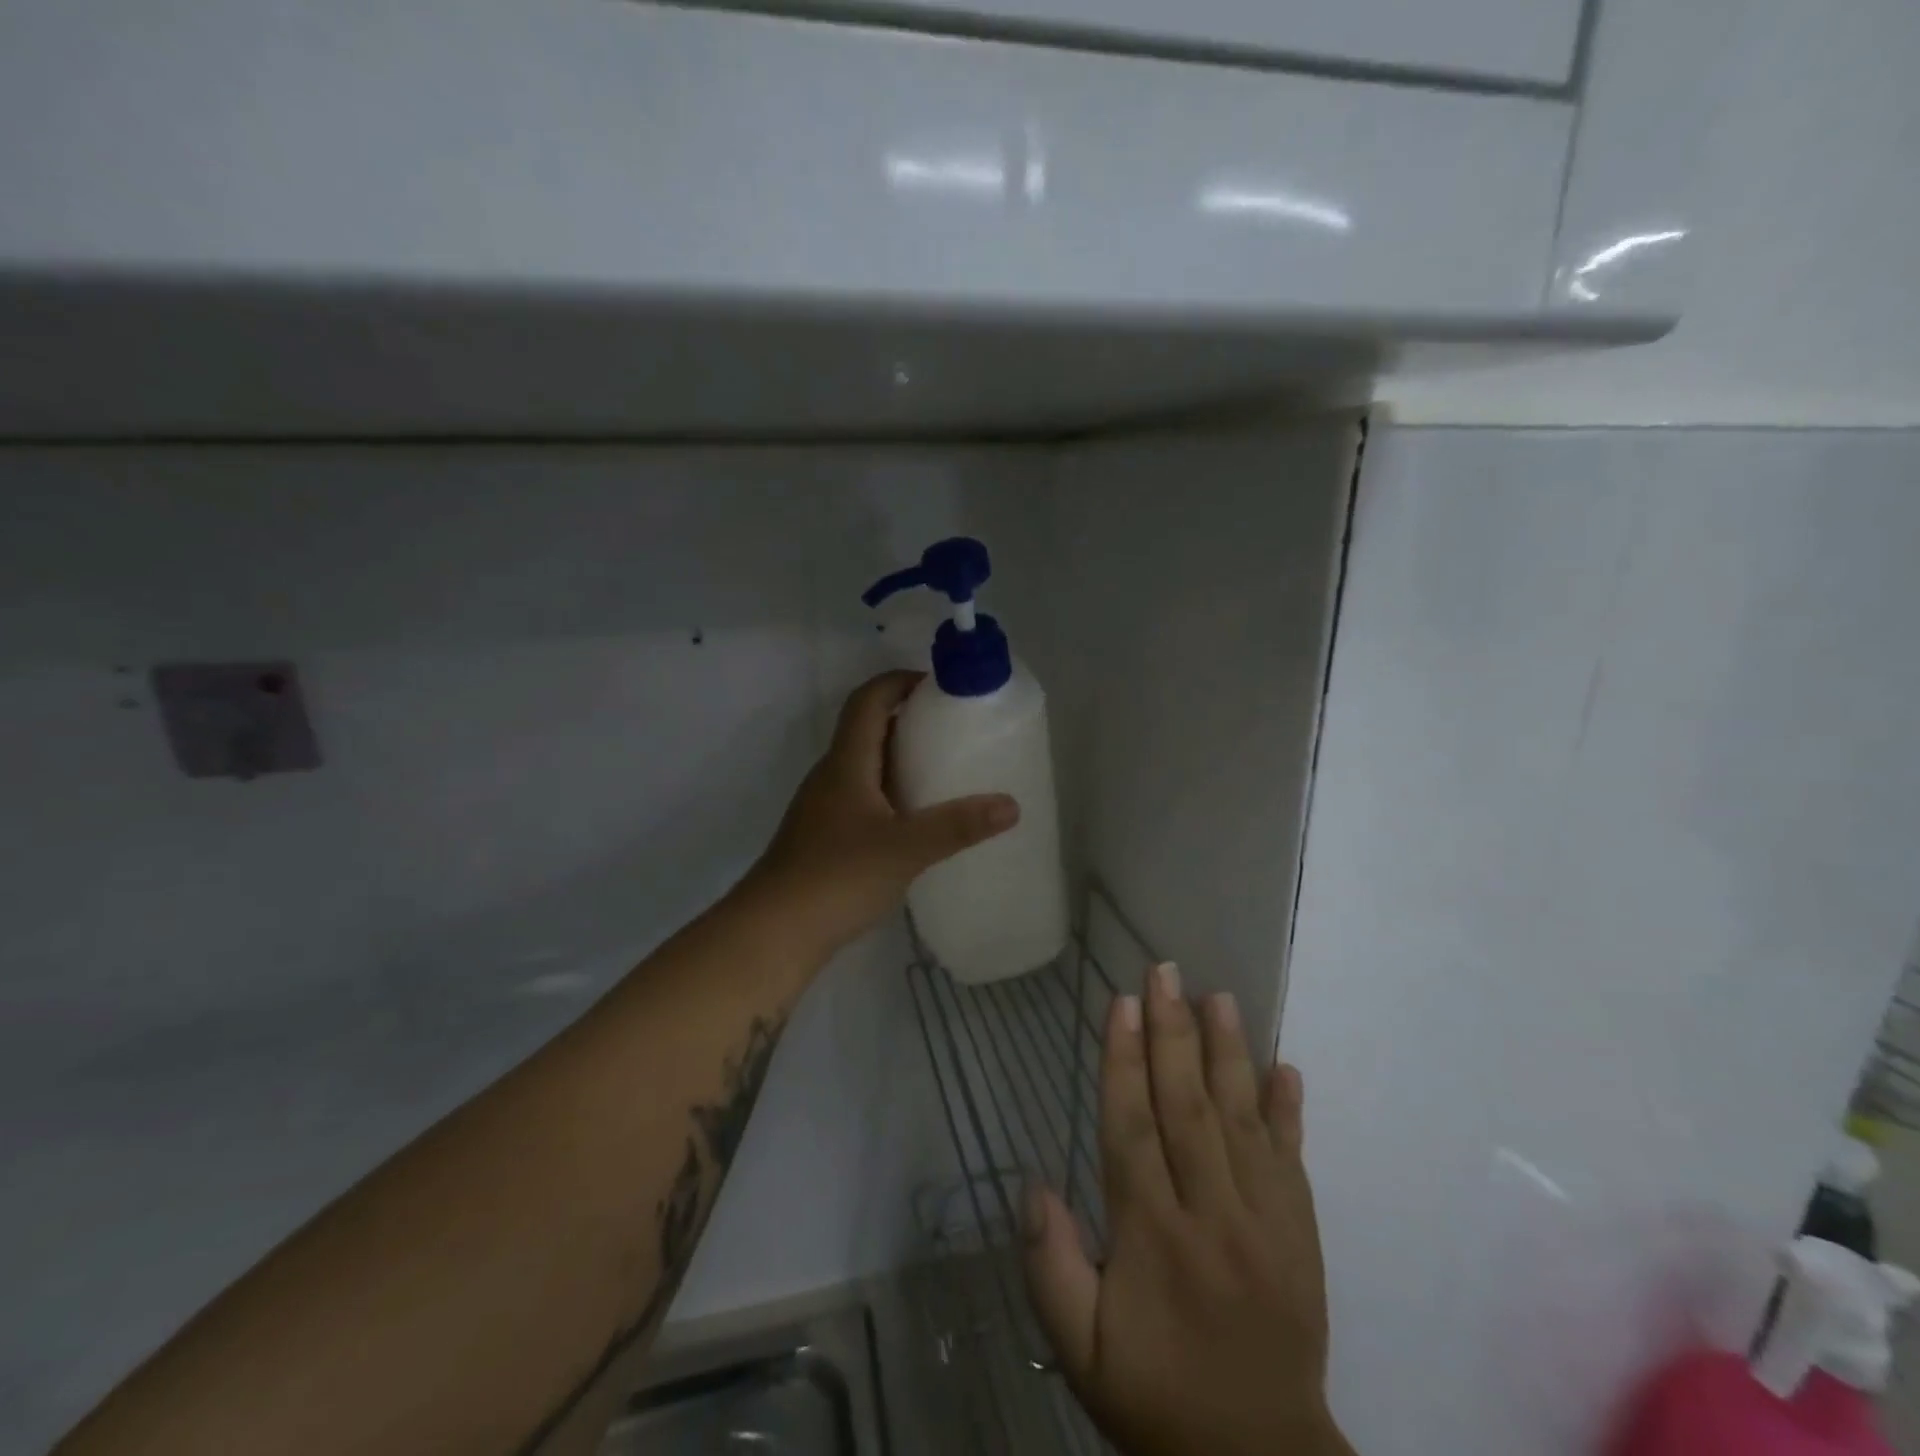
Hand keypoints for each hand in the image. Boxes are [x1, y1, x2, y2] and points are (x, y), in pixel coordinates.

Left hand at [746, 671, 1018, 955]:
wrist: (774, 932)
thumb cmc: (837, 877)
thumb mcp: (906, 848)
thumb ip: (958, 826)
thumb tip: (1012, 805)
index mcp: (846, 763)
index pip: (869, 700)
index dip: (900, 682)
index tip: (940, 686)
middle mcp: (831, 776)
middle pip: (867, 729)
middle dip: (908, 720)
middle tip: (954, 729)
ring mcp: (824, 808)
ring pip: (864, 766)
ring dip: (899, 759)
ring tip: (943, 772)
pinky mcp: (824, 838)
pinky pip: (862, 798)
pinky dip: (891, 794)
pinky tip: (916, 822)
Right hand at [1022, 964, 1352, 1455]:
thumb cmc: (1158, 1395)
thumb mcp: (1081, 1349)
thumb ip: (1051, 1266)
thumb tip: (1035, 1184)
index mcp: (1151, 1236)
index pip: (1132, 1128)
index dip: (1124, 1061)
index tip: (1121, 1003)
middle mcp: (1209, 1213)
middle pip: (1186, 1106)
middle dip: (1172, 1032)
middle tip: (1165, 971)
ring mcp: (1264, 1220)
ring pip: (1241, 1119)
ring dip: (1228, 1052)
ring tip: (1219, 997)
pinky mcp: (1300, 1233)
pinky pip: (1293, 1159)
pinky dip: (1288, 1110)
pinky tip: (1284, 1067)